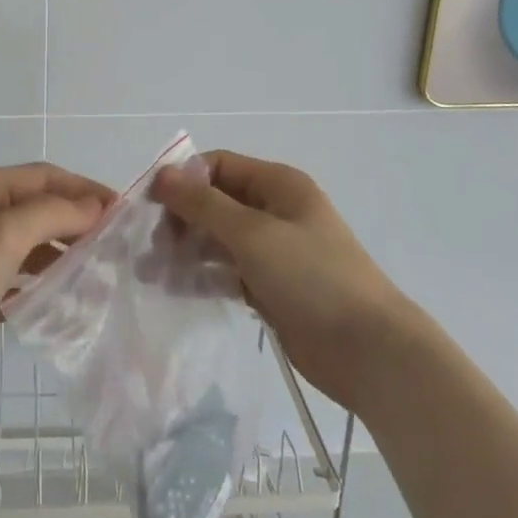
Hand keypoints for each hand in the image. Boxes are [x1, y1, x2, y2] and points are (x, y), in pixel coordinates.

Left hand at [0, 163, 114, 422]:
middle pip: (35, 207)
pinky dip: (35, 282)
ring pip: (25, 243)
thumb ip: (53, 213)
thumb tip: (94, 206)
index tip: (123, 212)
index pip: (43, 176)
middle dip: (74, 222)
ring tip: (92, 275)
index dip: (84, 189)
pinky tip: (55, 300)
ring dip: (57, 254)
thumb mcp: (5, 236)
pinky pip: (11, 275)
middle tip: (112, 247)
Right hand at [152, 151, 419, 411]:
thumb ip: (204, 204)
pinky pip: (228, 271)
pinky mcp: (271, 286)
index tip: (149, 207)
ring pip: (218, 239)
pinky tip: (176, 289)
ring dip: (186, 249)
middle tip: (148, 247)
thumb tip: (163, 174)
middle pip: (215, 202)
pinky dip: (204, 275)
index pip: (218, 166)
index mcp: (279, 185)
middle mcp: (275, 210)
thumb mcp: (253, 234)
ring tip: (152, 272)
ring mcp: (275, 250)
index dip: (183, 180)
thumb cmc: (312, 278)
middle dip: (181, 219)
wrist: (369, 351)